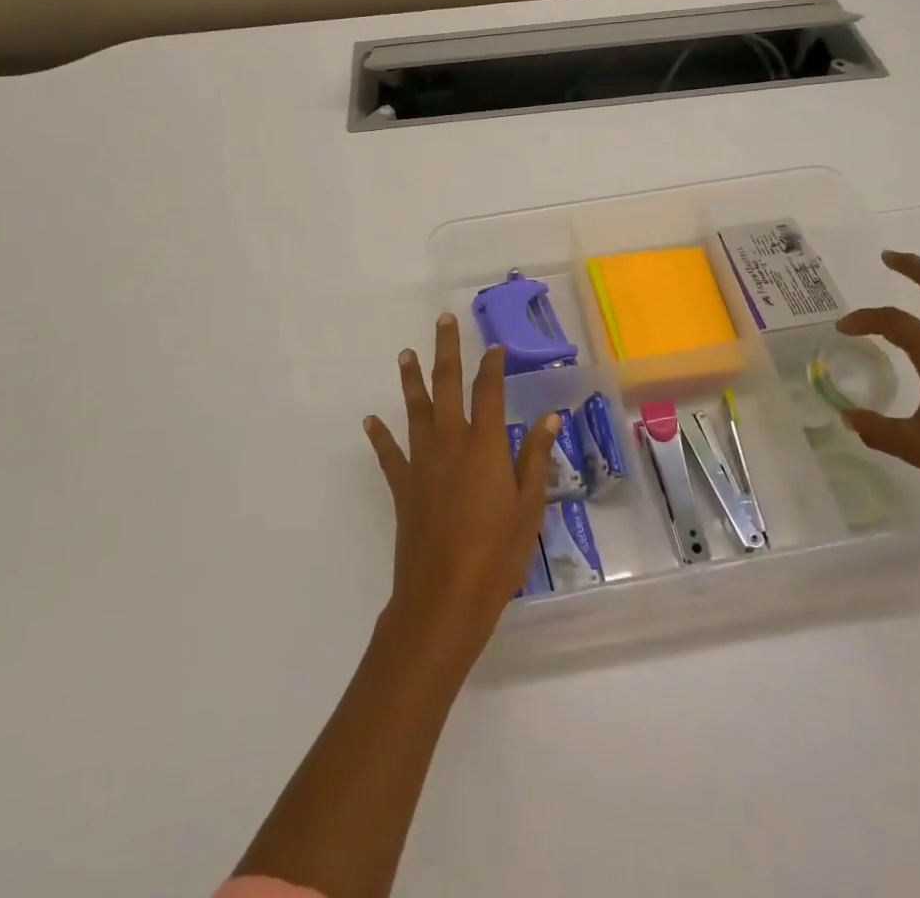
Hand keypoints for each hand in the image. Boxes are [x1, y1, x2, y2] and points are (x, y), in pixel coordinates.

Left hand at [364, 314, 558, 679]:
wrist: (443, 599)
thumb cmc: (496, 555)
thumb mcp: (528, 508)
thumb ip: (536, 459)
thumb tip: (550, 417)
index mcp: (486, 446)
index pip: (490, 392)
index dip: (492, 366)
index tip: (494, 346)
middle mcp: (451, 443)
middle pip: (447, 386)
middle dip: (446, 351)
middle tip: (443, 321)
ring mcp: (422, 463)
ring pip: (415, 410)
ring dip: (411, 380)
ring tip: (406, 354)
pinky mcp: (403, 487)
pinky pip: (389, 454)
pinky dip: (380, 436)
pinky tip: (370, 421)